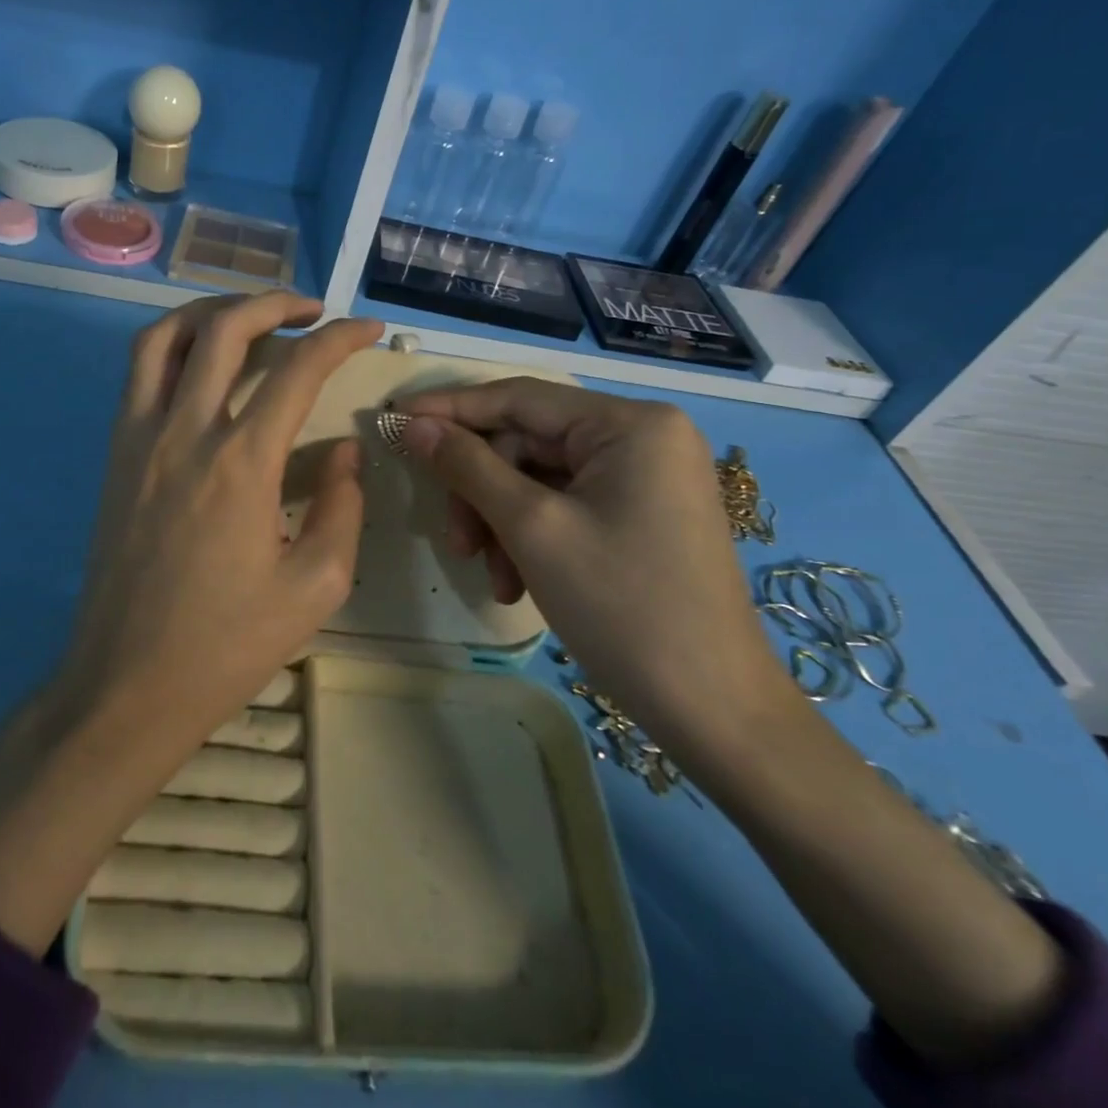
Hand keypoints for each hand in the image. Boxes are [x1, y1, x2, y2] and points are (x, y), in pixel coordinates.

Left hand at [66, 291, 384, 735]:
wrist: (127, 684)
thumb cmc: (226, 645)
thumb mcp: (315, 586)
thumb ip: (341, 506)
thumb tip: (343, 451)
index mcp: (241, 464)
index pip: (298, 370)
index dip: (340, 339)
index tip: (367, 329)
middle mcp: (185, 432)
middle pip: (225, 329)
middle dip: (275, 303)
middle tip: (312, 310)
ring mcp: (139, 438)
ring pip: (166, 336)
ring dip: (213, 310)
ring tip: (251, 316)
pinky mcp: (114, 454)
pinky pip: (139, 372)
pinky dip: (174, 343)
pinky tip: (203, 363)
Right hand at [400, 377, 796, 760]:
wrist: (714, 710)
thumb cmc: (622, 607)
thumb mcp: (532, 528)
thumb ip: (467, 466)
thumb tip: (413, 424)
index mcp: (630, 424)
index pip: (520, 398)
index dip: (451, 409)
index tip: (394, 419)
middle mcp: (643, 437)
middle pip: (528, 443)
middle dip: (483, 491)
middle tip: (456, 542)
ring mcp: (646, 478)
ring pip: (540, 479)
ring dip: (502, 522)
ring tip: (493, 577)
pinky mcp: (642, 514)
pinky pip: (565, 506)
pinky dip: (531, 538)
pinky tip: (519, 582)